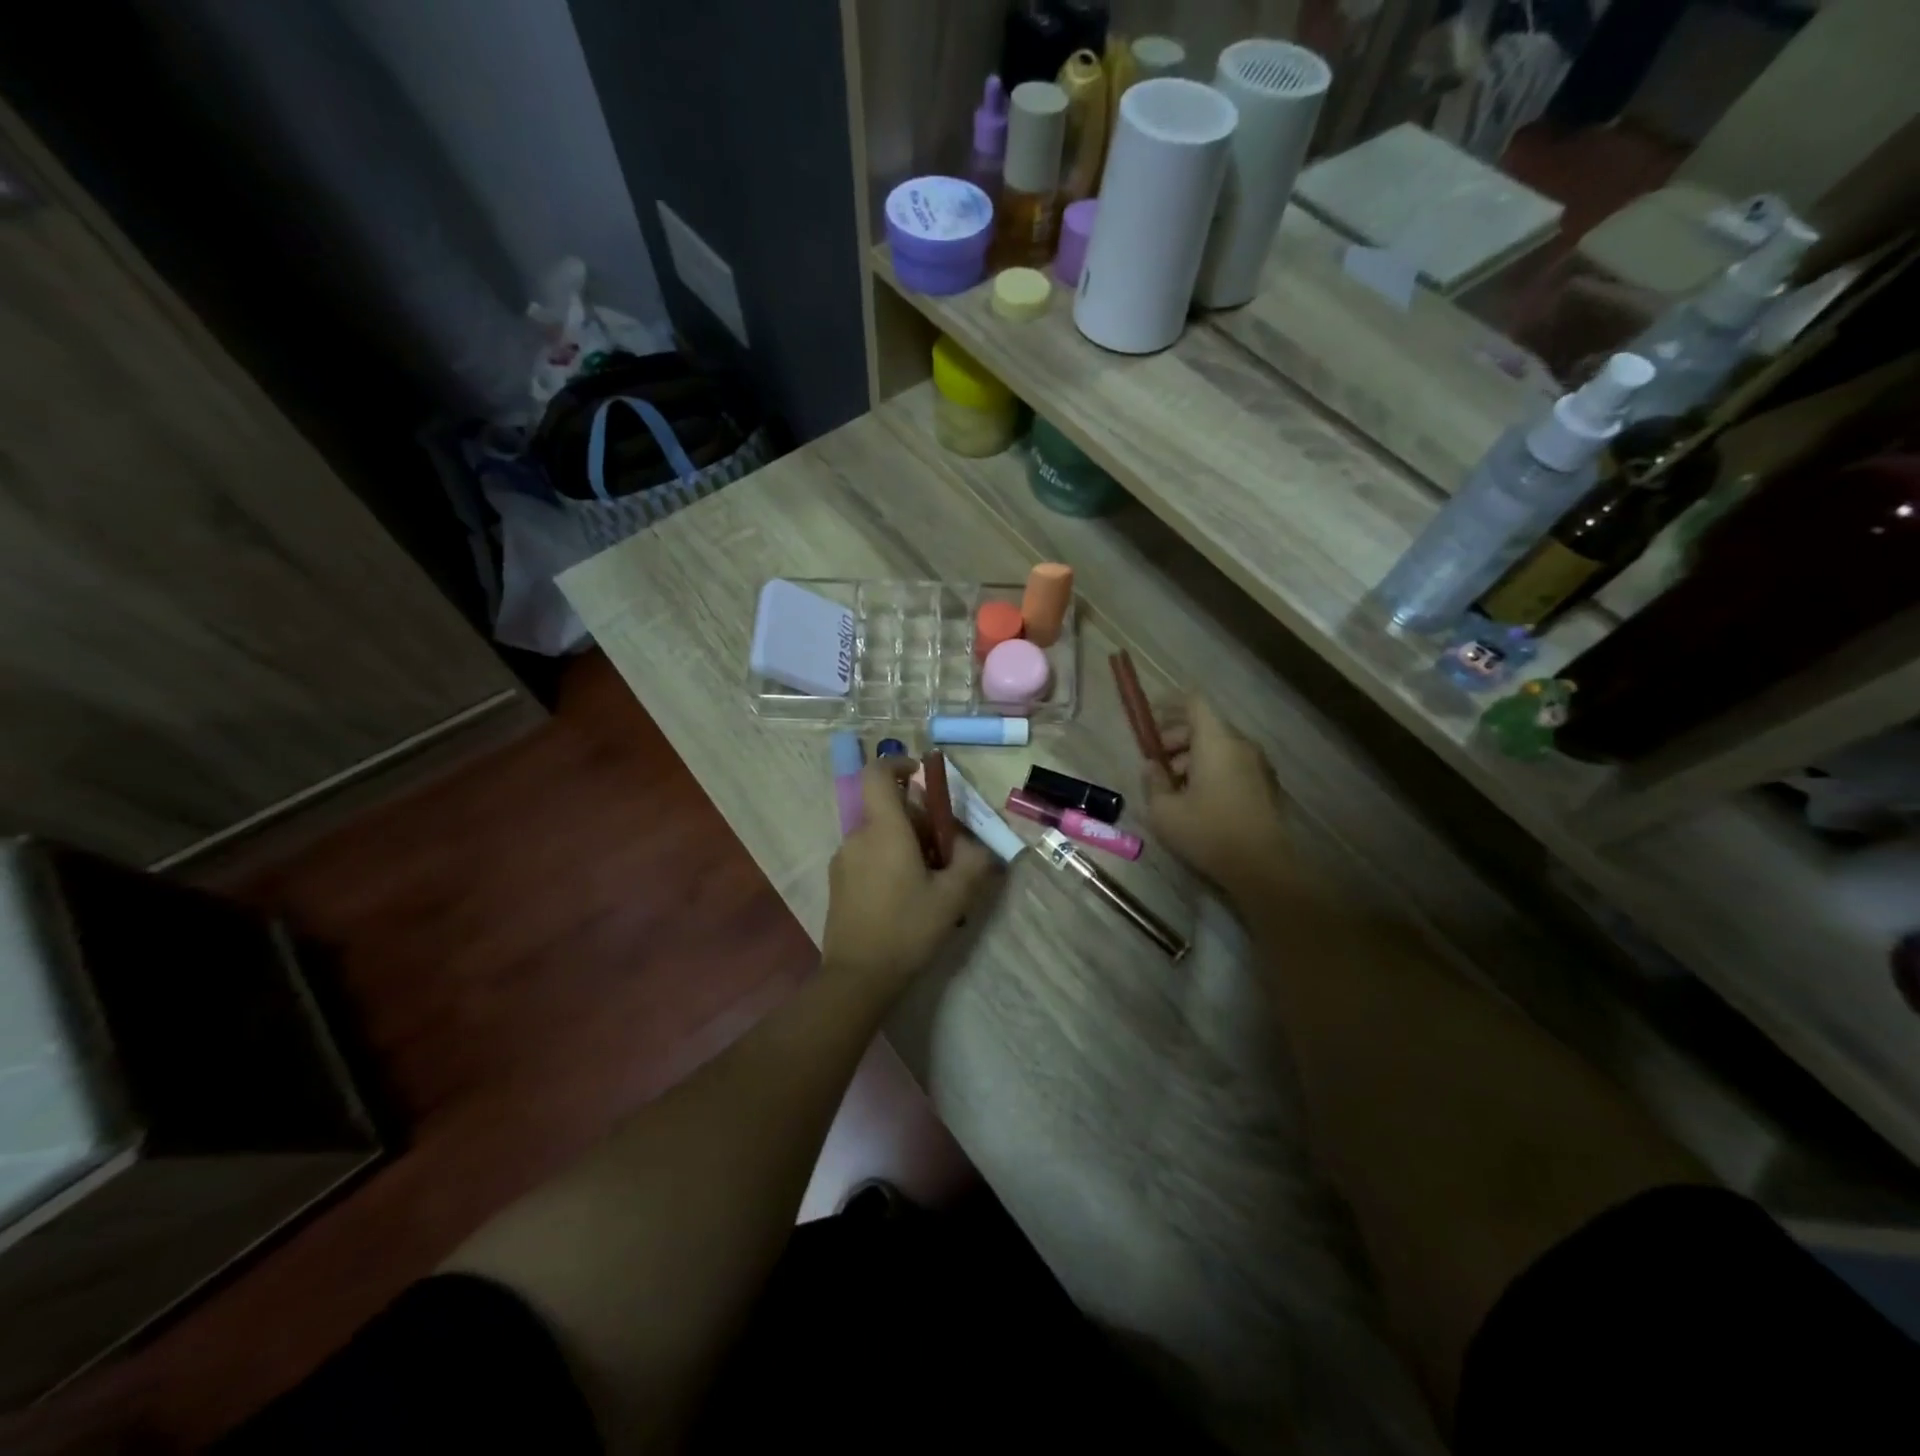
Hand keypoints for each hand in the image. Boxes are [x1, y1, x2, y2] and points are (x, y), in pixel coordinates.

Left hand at [822, 758, 995, 995]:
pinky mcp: (838, 882)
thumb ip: (972, 862)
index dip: (898, 764)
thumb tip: (976, 845)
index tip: (922, 776)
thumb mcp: (953, 897)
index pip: (878, 774)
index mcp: (884, 830)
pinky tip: (906, 896)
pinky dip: (888, 860)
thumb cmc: (907, 929)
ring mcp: (843, 860)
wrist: (858, 976)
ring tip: (929, 879)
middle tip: (944, 850)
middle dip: (918, 818)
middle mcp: (858, 836)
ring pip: (879, 834)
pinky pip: (867, 855)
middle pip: (887, 808)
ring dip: (905, 842)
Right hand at [1146, 698, 1292, 896]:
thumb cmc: (1208, 832)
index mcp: (1216, 742)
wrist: (1263, 868)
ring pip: (1219, 748)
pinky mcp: (1266, 787)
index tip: (1150, 717)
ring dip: (1193, 758)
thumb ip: (1153, 782)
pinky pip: (1233, 765)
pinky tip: (1197, 801)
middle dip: (1176, 738)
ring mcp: (1258, 766)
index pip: (1194, 703)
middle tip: (1156, 762)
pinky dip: (1212, 771)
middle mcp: (1241, 745)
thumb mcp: (1164, 811)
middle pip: (1206, 726)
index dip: (1169, 703)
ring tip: (1173, 787)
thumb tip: (1152, 766)